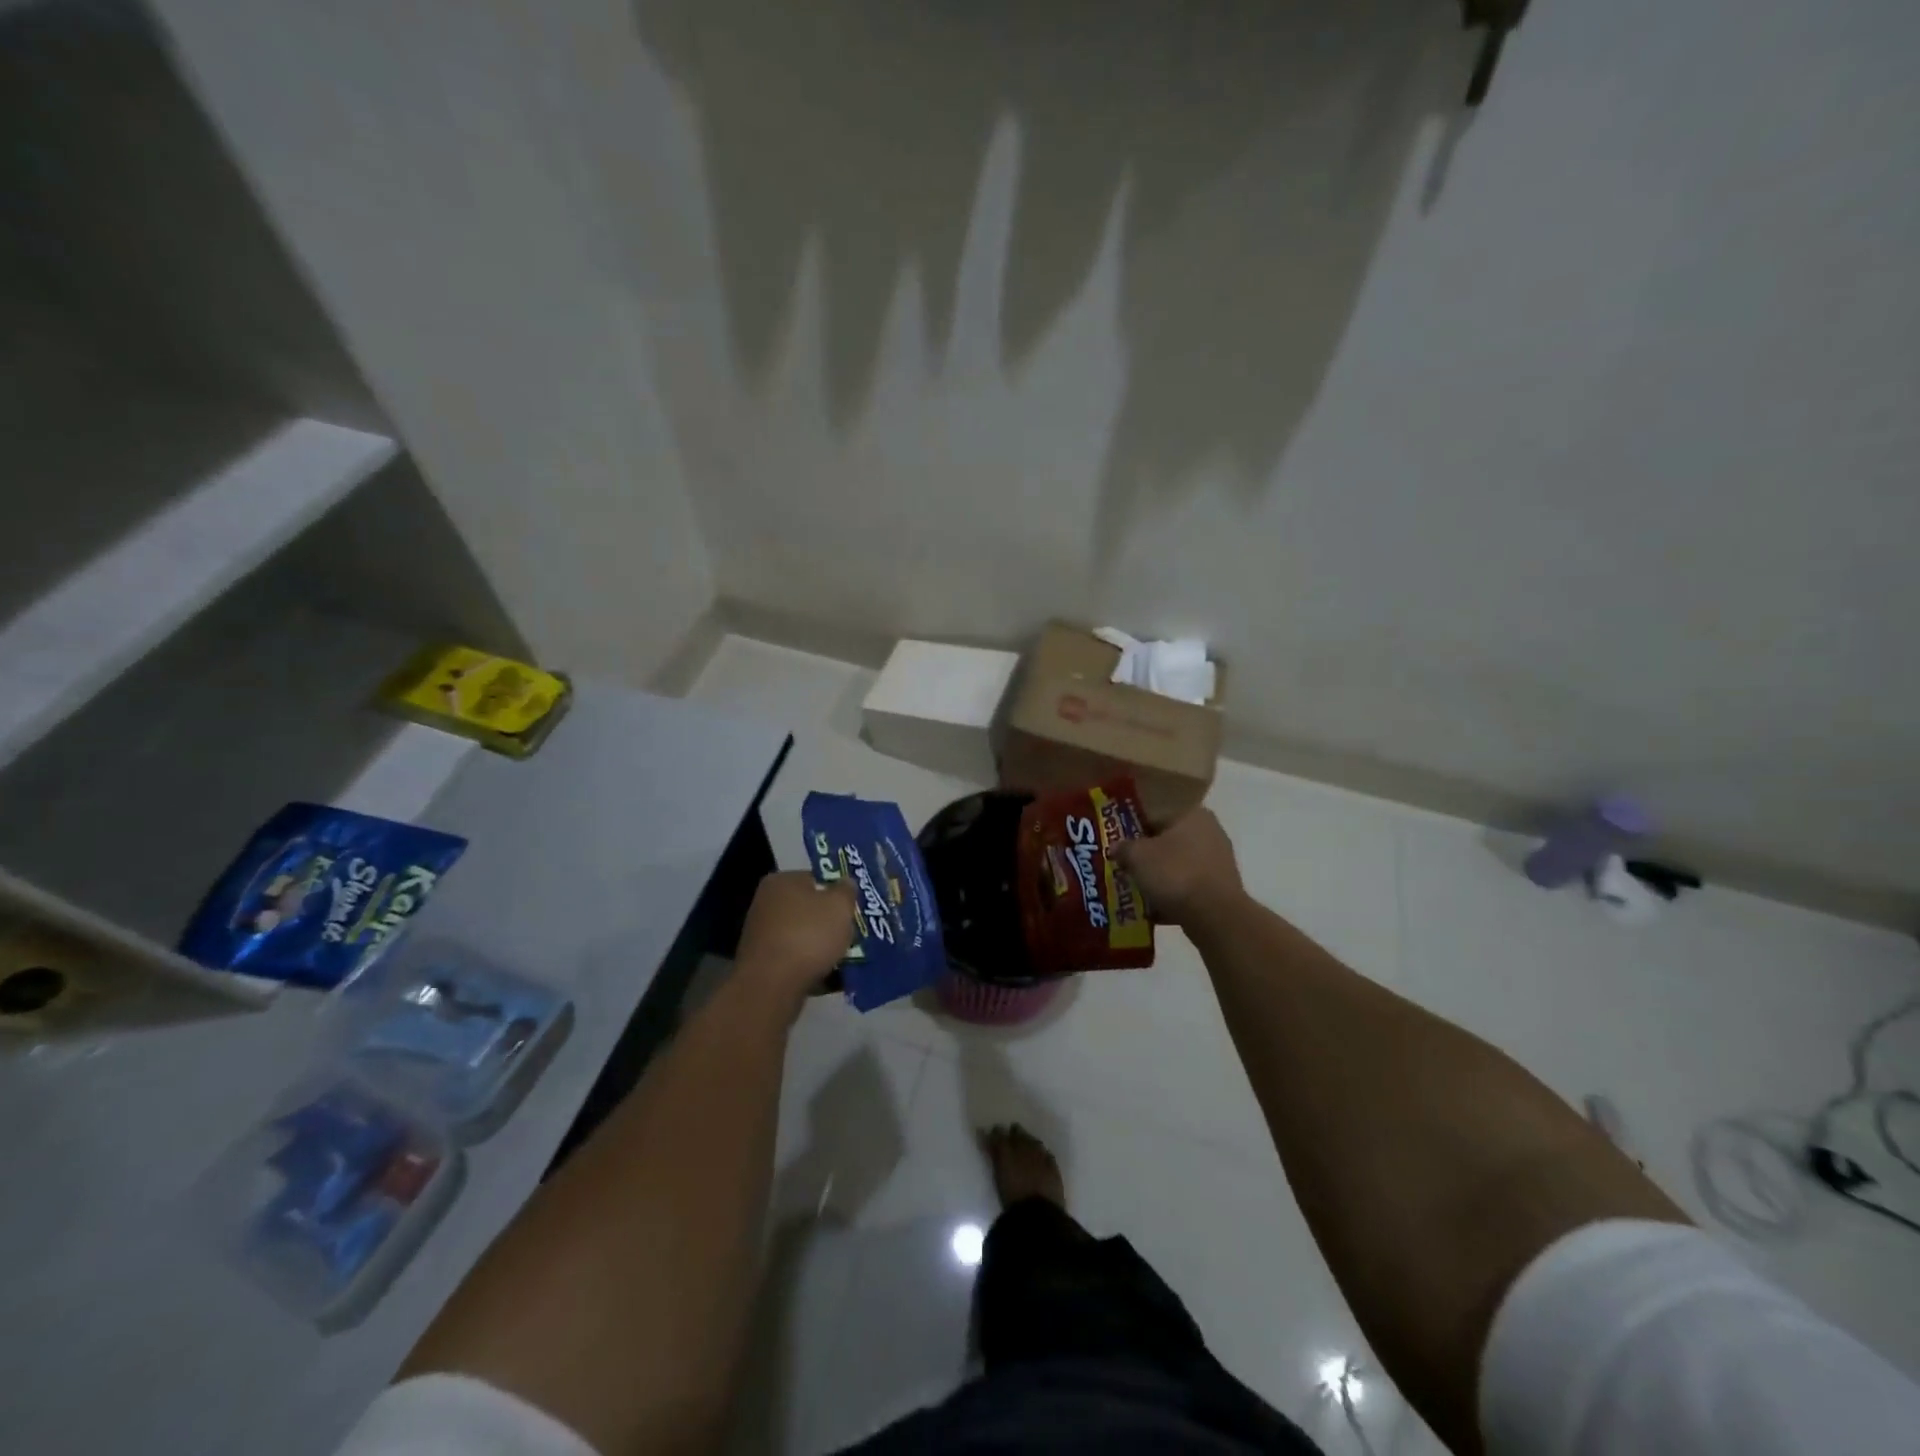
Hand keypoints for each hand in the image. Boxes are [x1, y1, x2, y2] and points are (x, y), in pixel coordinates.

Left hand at [734, 872, 857, 1005]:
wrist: (773, 985)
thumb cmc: (808, 935)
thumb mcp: (840, 906)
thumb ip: (846, 890)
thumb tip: (845, 882)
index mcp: (781, 881)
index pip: (814, 879)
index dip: (836, 892)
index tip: (851, 907)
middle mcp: (765, 903)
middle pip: (807, 908)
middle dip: (828, 921)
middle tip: (850, 932)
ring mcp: (760, 935)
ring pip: (802, 935)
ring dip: (820, 945)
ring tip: (844, 958)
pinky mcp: (761, 963)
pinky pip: (794, 959)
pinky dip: (809, 965)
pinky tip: (828, 976)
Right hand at [1110, 809, 1244, 926]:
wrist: (1214, 916)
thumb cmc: (1174, 873)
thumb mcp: (1137, 856)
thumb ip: (1123, 848)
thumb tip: (1114, 847)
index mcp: (1192, 814)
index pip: (1154, 815)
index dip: (1132, 831)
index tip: (1117, 847)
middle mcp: (1209, 832)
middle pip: (1167, 842)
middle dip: (1146, 857)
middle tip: (1124, 868)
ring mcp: (1218, 862)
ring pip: (1177, 866)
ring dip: (1158, 878)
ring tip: (1135, 892)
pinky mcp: (1221, 889)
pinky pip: (1188, 888)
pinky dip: (1172, 896)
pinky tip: (1153, 910)